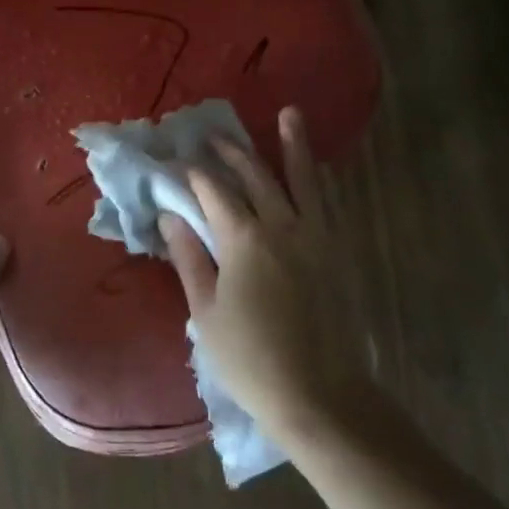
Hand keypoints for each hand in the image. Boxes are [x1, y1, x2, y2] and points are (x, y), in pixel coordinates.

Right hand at [159, 107, 373, 443]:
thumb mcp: (206, 311)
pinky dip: (318, 180)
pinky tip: (316, 169)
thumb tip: (171, 218)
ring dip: (293, 146)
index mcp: (245, 241)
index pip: (214, 193)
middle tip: (213, 135)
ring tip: (290, 115)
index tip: (175, 161)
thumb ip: (189, 258)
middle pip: (256, 178)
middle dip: (233, 152)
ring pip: (303, 181)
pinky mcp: (337, 253)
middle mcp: (283, 227)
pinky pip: (327, 203)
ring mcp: (317, 238)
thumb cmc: (250, 358)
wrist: (320, 394)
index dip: (192, 175)